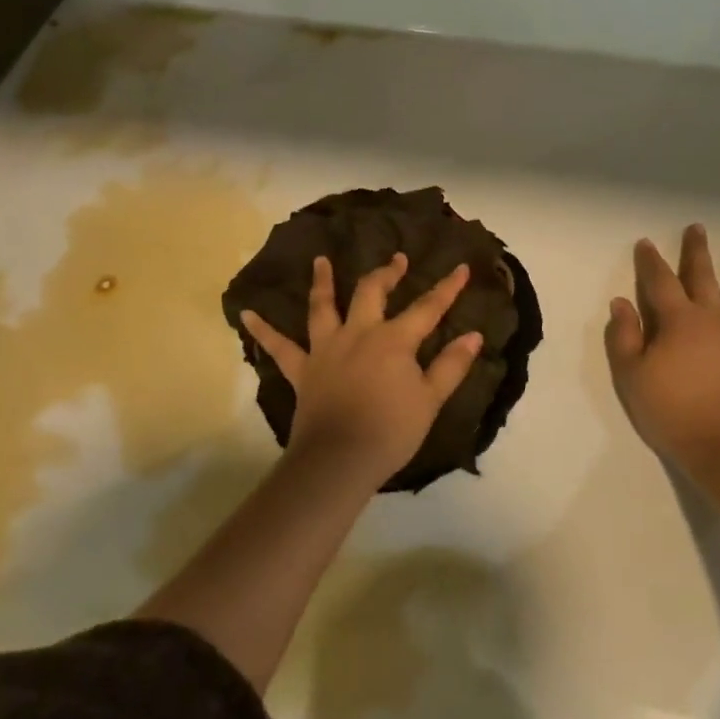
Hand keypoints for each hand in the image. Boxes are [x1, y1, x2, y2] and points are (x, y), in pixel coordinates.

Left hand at [240, 253, 481, 487]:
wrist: (340, 458)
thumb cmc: (391, 430)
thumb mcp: (431, 400)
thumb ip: (451, 365)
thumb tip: (473, 335)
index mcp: (394, 340)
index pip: (427, 308)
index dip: (446, 289)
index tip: (460, 269)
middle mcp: (359, 334)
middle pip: (372, 293)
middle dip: (386, 273)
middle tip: (396, 260)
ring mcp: (326, 349)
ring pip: (323, 307)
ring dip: (323, 282)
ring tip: (320, 260)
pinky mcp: (302, 370)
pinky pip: (279, 347)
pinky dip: (263, 330)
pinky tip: (246, 314)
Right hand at [605, 224, 719, 472]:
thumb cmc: (672, 411)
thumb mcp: (632, 377)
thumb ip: (625, 337)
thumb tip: (621, 302)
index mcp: (677, 321)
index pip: (659, 282)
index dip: (650, 262)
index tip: (646, 243)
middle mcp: (712, 318)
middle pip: (702, 277)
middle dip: (696, 252)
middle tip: (697, 228)